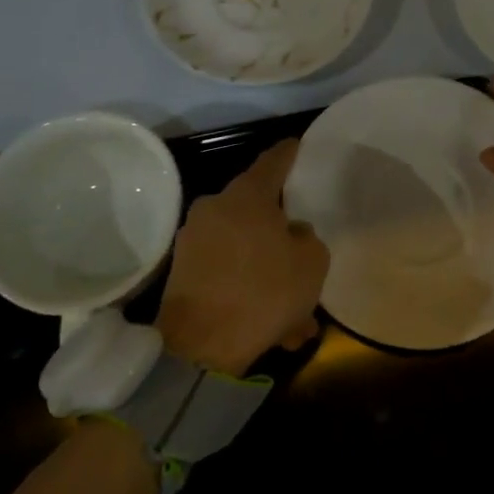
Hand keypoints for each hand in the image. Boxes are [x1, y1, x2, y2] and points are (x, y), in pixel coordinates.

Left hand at [157, 139, 329, 374]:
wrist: (201, 348)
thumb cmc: (264, 292)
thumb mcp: (312, 263)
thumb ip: (306, 239)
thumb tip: (291, 234)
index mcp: (246, 196)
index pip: (272, 162)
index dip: (288, 153)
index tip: (297, 145)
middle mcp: (214, 209)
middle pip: (255, 212)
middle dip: (280, 234)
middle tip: (302, 254)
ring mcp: (193, 241)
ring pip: (244, 251)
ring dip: (268, 274)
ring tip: (296, 314)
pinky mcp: (182, 275)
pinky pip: (227, 274)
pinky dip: (248, 293)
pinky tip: (274, 328)